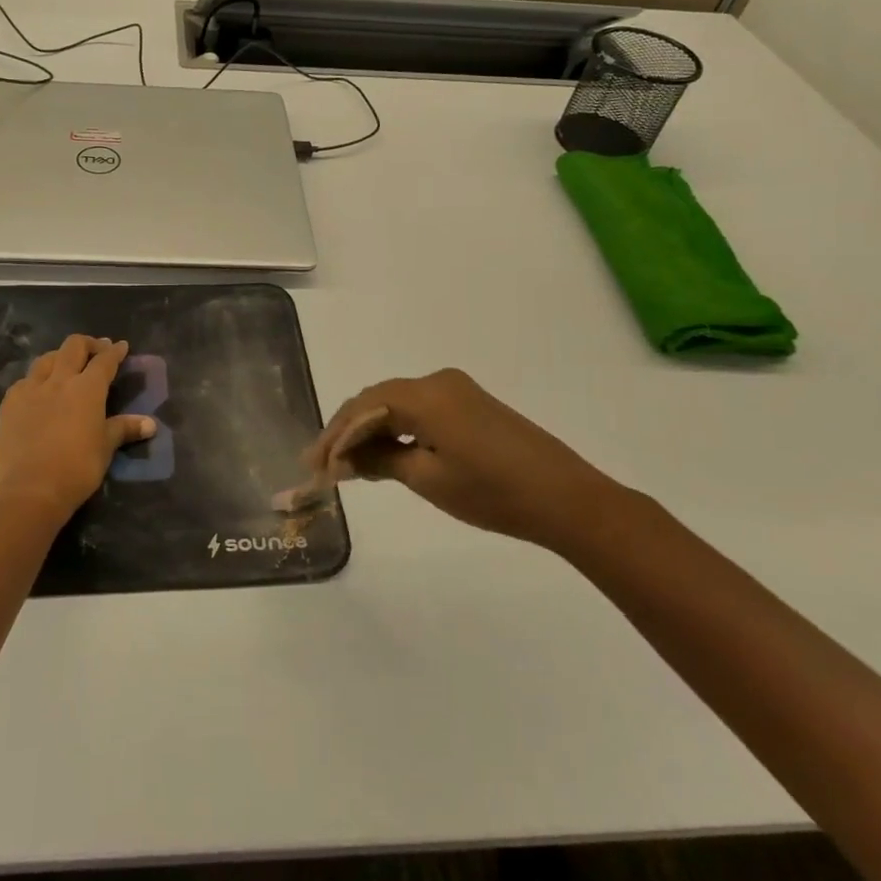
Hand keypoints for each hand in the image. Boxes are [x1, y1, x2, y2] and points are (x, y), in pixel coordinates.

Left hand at [0, 335, 156, 526]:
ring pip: (46, 358)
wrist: (30, 489)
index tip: (121, 346)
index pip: (105, 361)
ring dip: (60, 356)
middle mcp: (59, 380)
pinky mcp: (10, 403)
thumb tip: (151, 424)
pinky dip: (37, 379)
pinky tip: (38, 389)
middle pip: (73, 347)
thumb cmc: (77, 468)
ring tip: (66, 365)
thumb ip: (125, 429)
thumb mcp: (105, 448)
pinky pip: (25, 380)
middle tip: (97, 350)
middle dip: (88, 344)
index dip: (115, 352)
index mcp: (87, 388)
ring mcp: (31, 389)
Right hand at [291, 368, 612, 548]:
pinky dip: (398, 430)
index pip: (363, 407)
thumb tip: (343, 460)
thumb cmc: (493, 492)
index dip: (334, 435)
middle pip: (378, 400)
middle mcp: (438, 381)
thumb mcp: (428, 479)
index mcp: (425, 394)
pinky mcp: (472, 405)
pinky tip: (387, 453)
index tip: (313, 465)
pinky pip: (420, 410)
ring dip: (372, 431)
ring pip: (398, 405)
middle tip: (325, 465)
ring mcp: (457, 390)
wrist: (567, 499)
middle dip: (349, 431)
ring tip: (350, 464)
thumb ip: (380, 462)